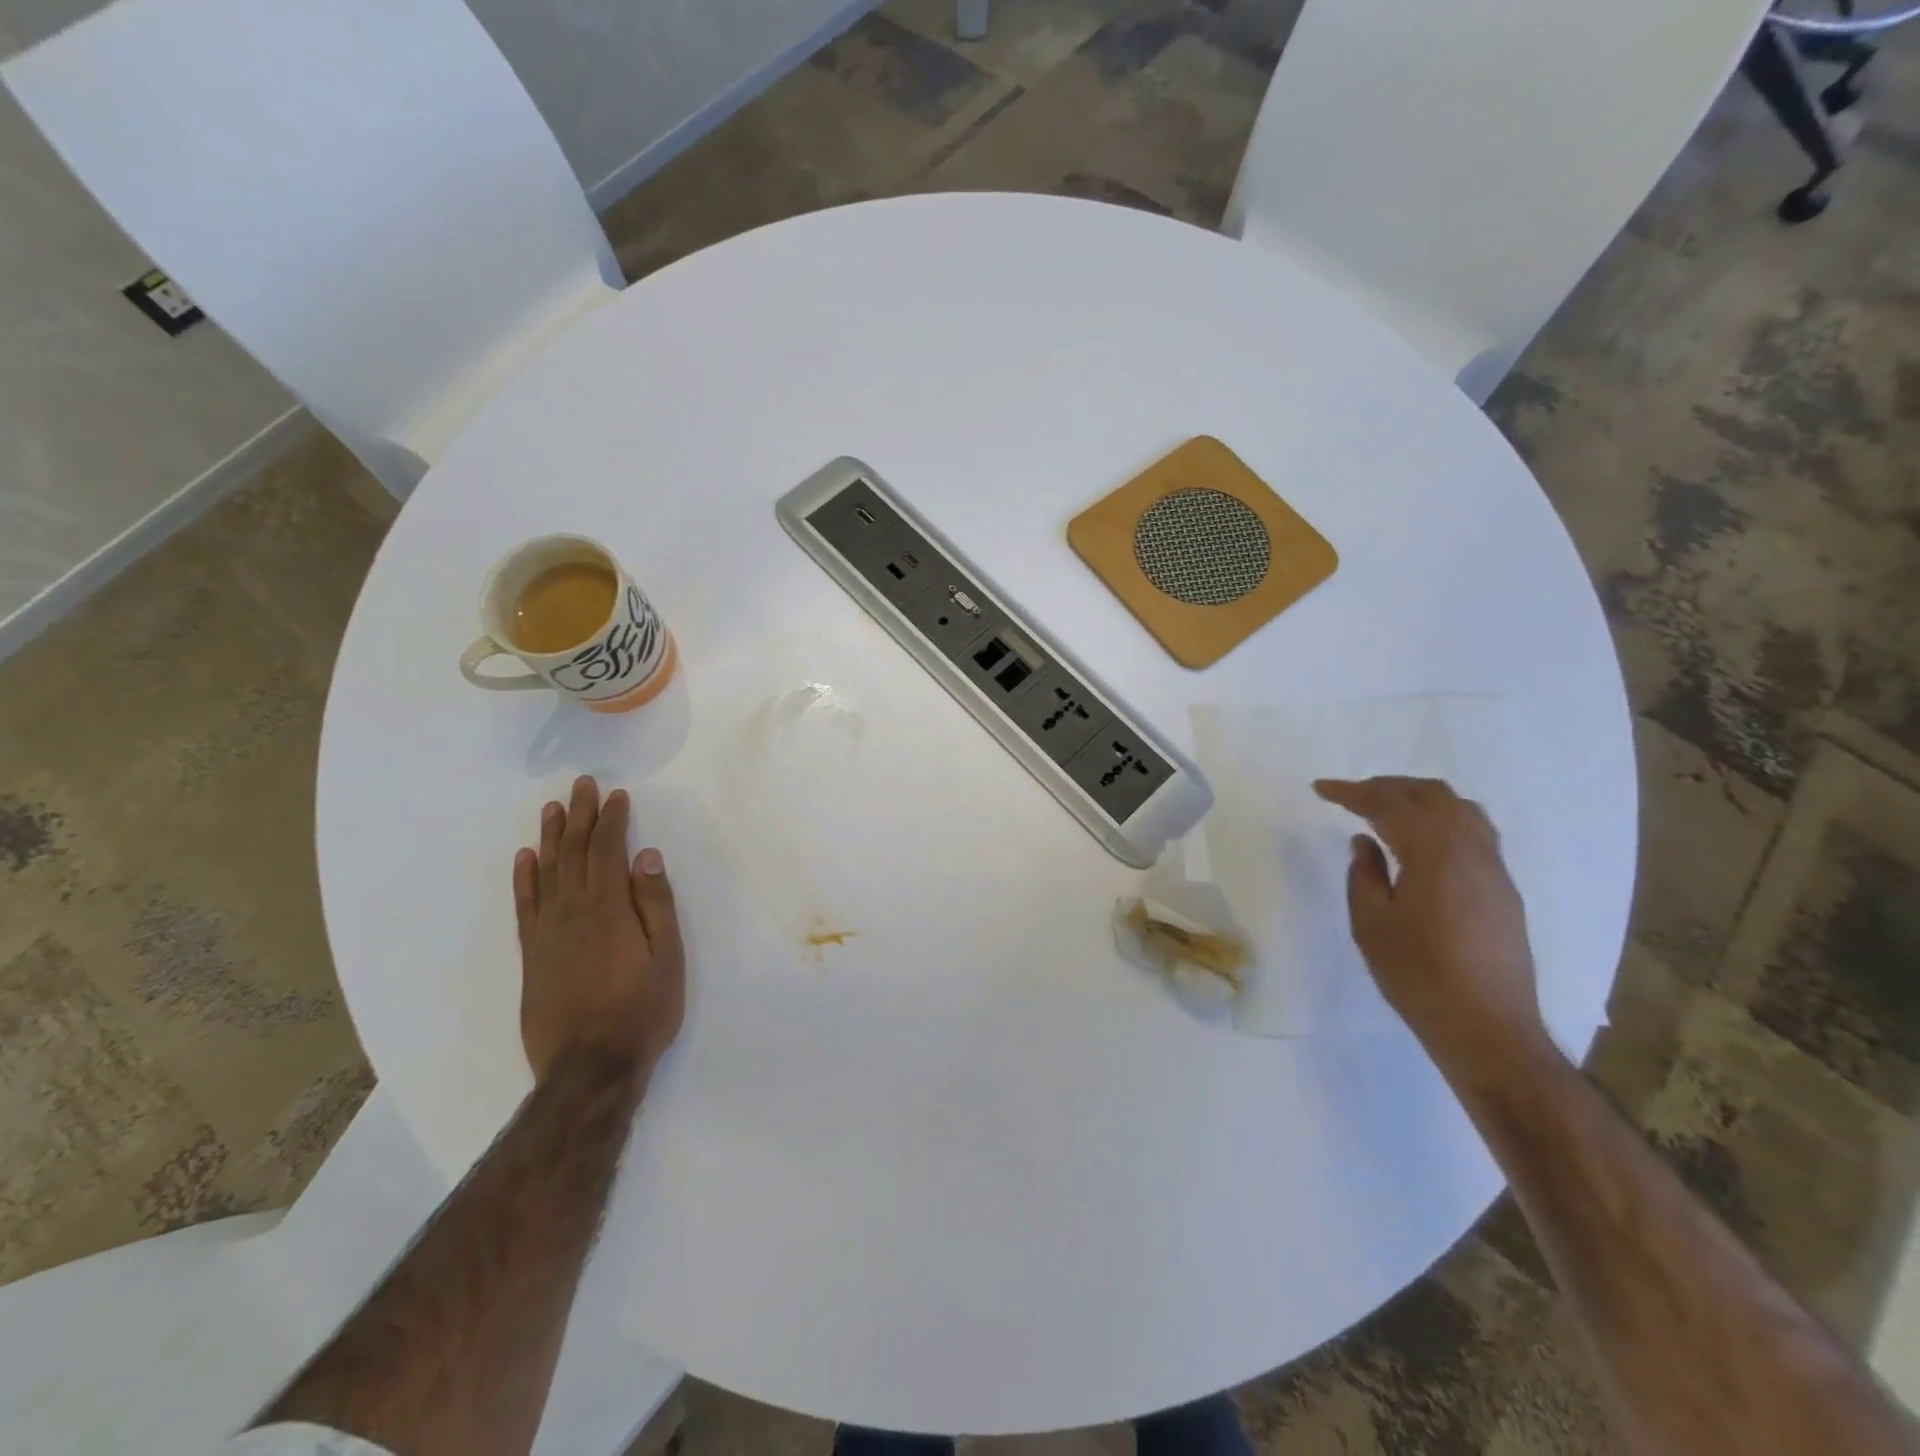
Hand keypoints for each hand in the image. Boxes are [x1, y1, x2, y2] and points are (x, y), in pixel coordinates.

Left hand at [513, 776, 684, 1085]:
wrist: (589, 1067)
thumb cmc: (642, 1010)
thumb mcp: (668, 957)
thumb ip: (656, 904)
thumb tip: (646, 856)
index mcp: (609, 908)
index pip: (607, 850)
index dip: (612, 820)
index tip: (617, 794)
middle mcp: (573, 911)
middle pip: (574, 852)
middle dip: (580, 816)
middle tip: (582, 784)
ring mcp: (547, 932)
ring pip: (546, 872)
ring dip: (551, 837)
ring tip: (553, 808)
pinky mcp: (532, 954)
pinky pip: (525, 905)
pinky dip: (524, 878)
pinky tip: (525, 859)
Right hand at [1313, 776, 1550, 1077]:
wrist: (1488, 1028)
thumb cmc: (1418, 976)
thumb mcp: (1371, 924)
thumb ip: (1364, 874)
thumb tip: (1365, 842)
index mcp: (1435, 855)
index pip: (1390, 805)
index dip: (1352, 792)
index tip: (1321, 789)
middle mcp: (1471, 851)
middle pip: (1431, 795)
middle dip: (1387, 787)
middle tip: (1351, 796)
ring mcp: (1494, 869)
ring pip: (1459, 808)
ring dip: (1418, 799)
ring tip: (1386, 810)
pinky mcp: (1503, 888)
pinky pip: (1474, 831)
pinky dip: (1442, 818)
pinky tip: (1422, 839)